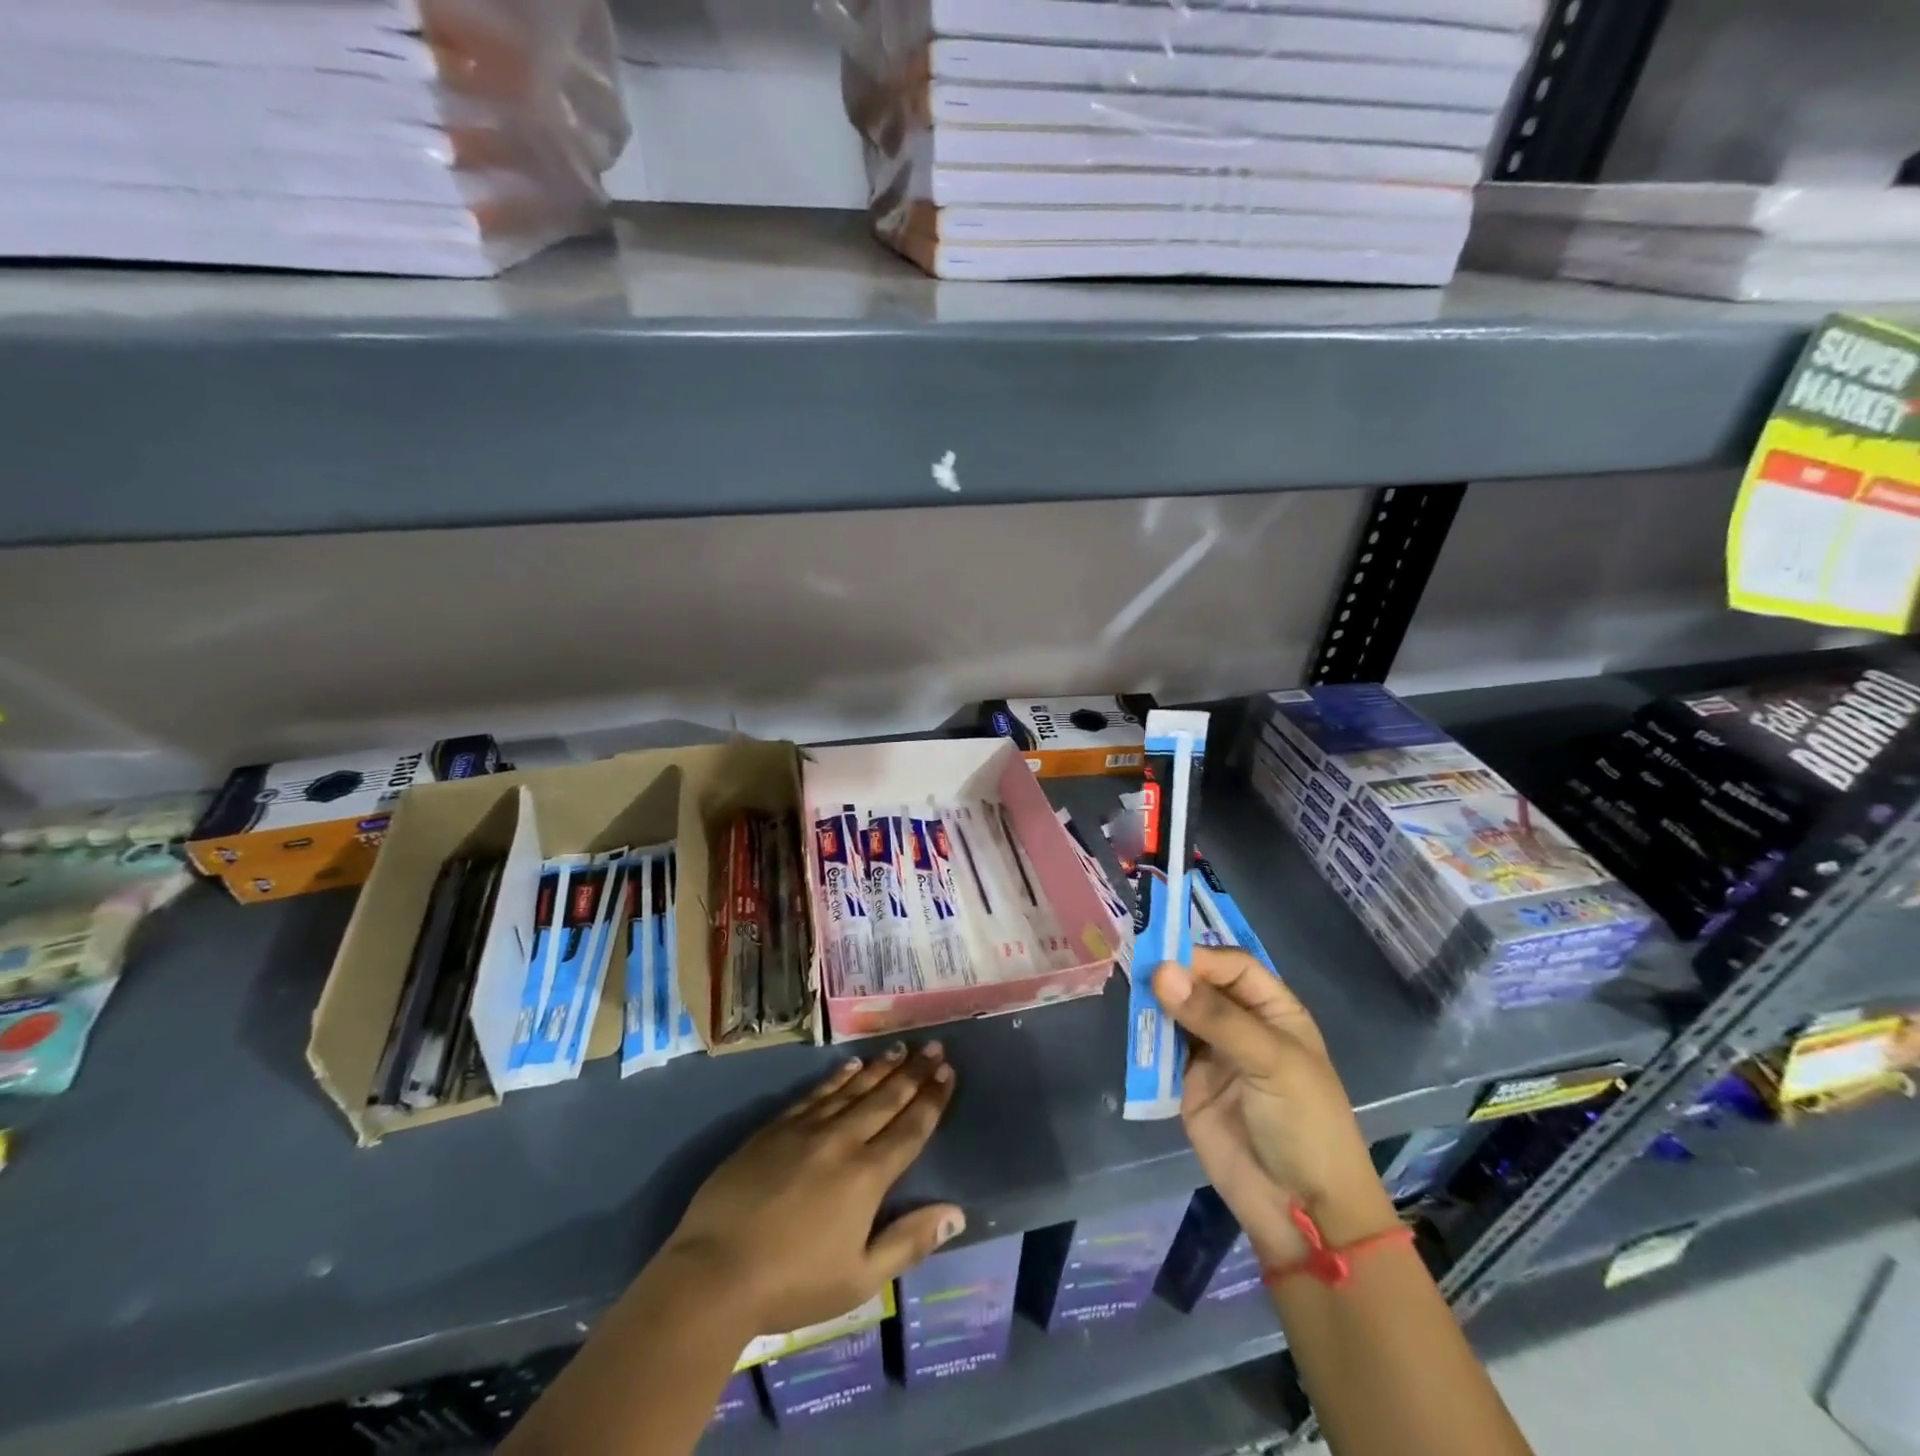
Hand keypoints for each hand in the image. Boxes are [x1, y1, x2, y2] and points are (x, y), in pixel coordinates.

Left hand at [662, 1042, 962, 1336]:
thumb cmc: (793, 1284)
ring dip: (880, 1068)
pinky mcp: (774, 1128)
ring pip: (853, 1089)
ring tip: (900, 1048)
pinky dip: (837, 1077)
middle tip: (933, 1045)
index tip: (948, 1071)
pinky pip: (815, 1093)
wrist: (715, 1272)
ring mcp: (806, 1129)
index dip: (932, 1098)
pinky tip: (850, 1065)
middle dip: (913, 1071)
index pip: (910, 1128)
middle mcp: (842, 1141)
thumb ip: (909, 1242)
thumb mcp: (860, 1279)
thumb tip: (956, 1214)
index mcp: (867, 1176)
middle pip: (886, 1098)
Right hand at [1153, 948, 1397, 1265]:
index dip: (1200, 958)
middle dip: (1171, 975)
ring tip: (1127, 991)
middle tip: (1134, 967)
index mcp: (1273, 1010)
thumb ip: (1215, 1017)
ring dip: (1154, 1003)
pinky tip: (1130, 1026)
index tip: (1162, 957)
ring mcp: (1212, 1054)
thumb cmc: (1304, 1124)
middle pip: (1199, 984)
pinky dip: (1145, 1037)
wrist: (1301, 1212)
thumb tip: (1160, 970)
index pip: (1232, 966)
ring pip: (1176, 1013)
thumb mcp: (1270, 1062)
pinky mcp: (1186, 1083)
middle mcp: (1240, 1024)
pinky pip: (1161, 1050)